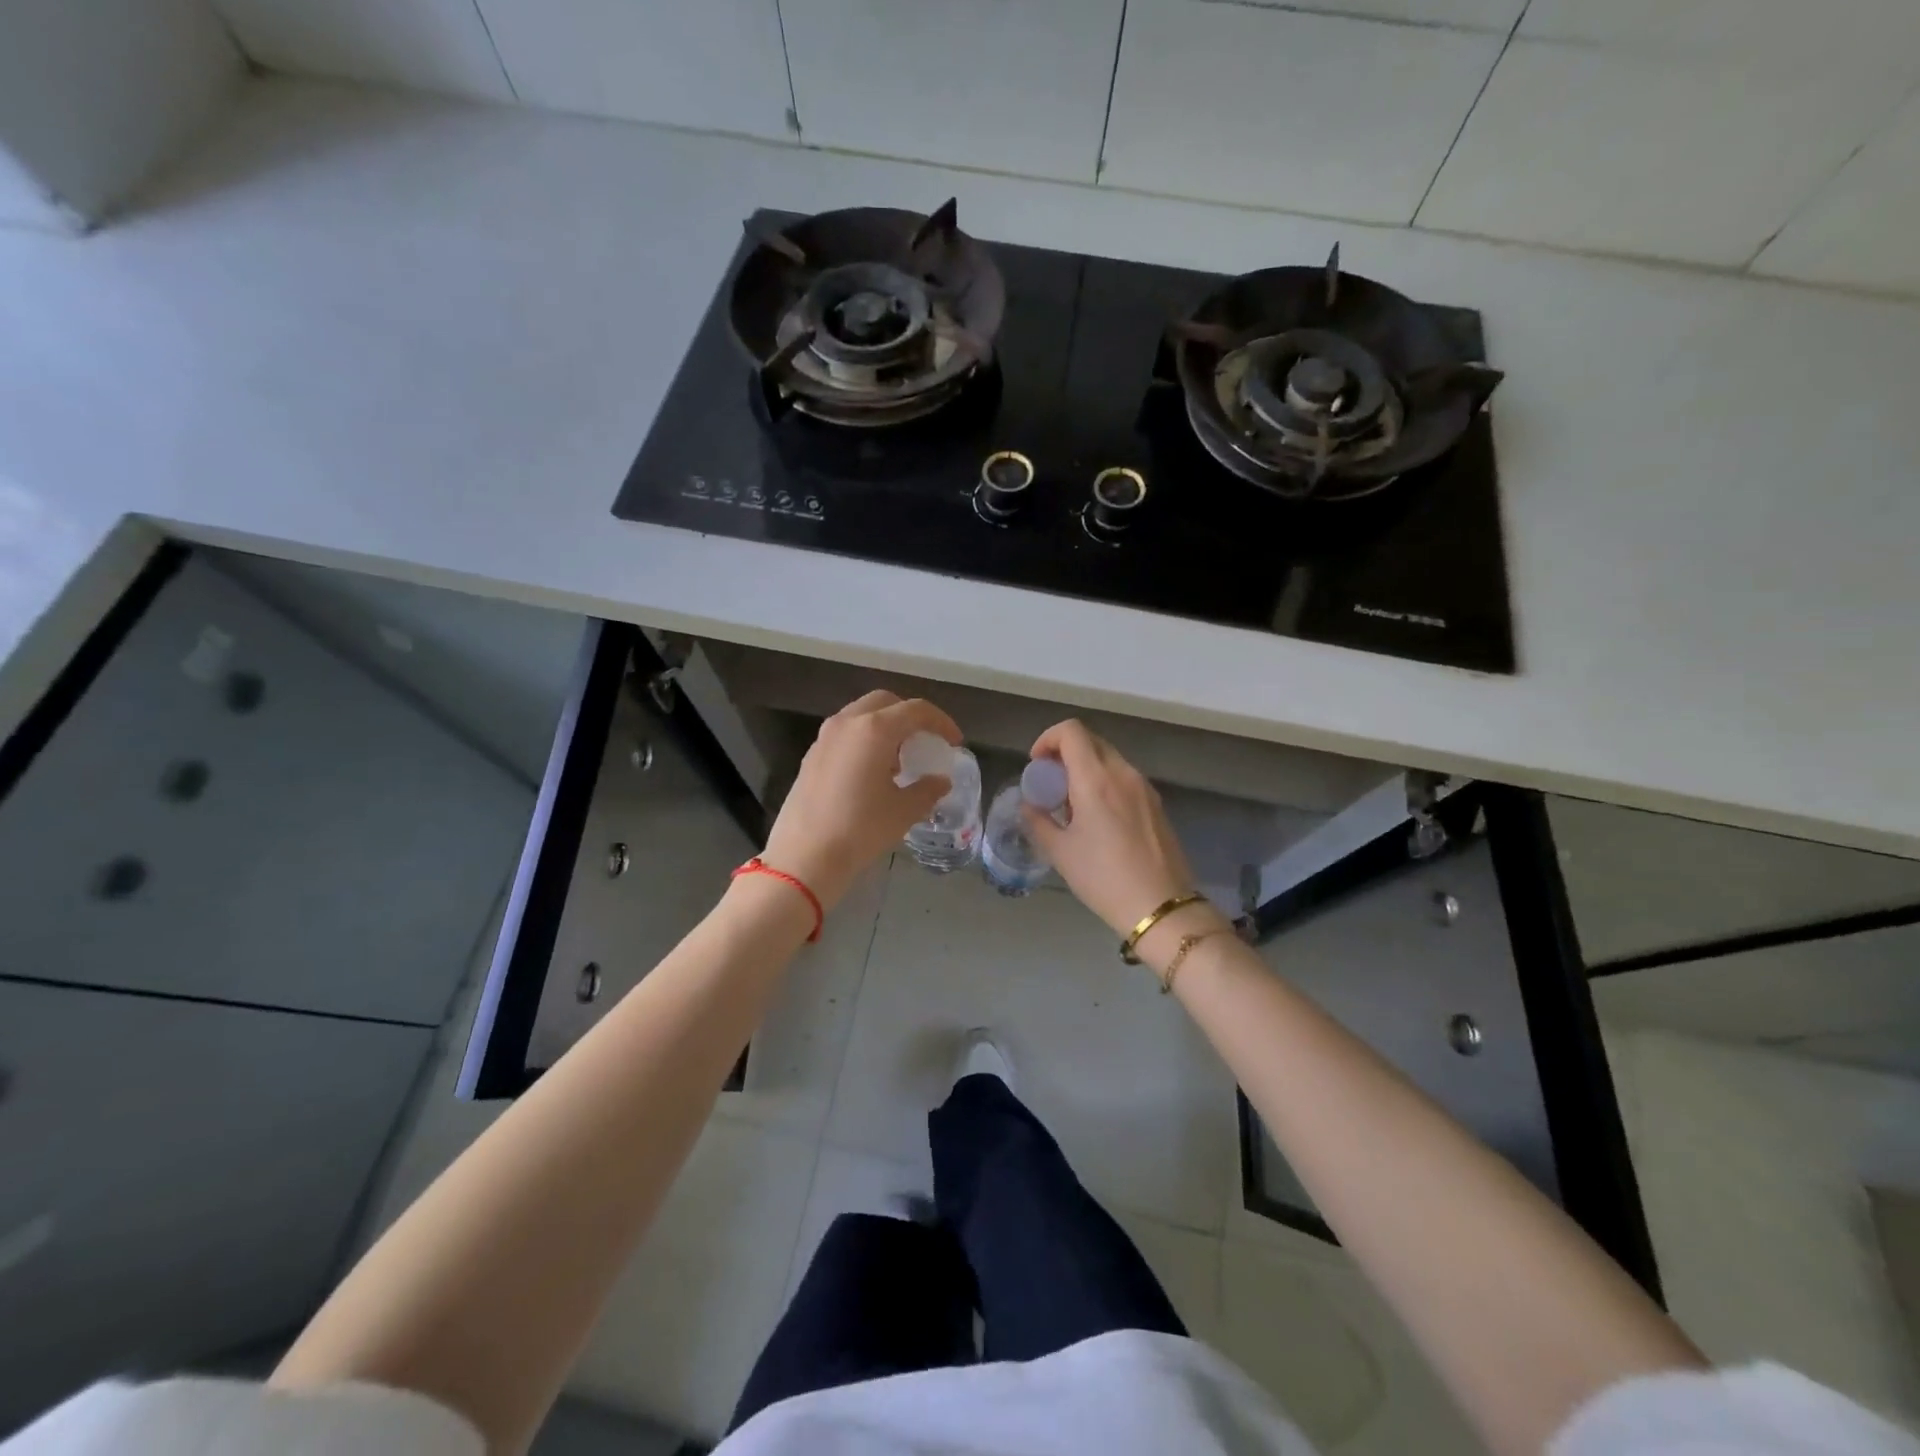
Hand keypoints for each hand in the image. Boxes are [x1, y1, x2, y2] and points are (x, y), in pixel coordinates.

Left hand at [760, 690, 961, 910]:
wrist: (805, 857)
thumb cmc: (860, 829)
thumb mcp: (904, 811)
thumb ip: (928, 789)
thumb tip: (940, 781)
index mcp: (874, 729)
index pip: (916, 710)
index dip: (941, 722)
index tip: (954, 742)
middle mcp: (847, 723)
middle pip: (885, 702)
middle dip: (910, 716)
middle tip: (926, 740)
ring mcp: (824, 737)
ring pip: (861, 715)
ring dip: (886, 727)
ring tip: (900, 758)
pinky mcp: (811, 755)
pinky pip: (845, 733)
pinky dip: (865, 739)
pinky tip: (873, 771)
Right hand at [1020, 721, 1228, 946]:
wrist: (1160, 907)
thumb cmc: (1103, 878)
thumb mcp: (1060, 852)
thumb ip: (1038, 821)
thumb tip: (1029, 805)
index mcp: (1096, 778)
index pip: (1071, 731)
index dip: (1048, 739)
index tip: (1036, 765)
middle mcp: (1123, 773)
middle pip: (1091, 741)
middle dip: (1065, 753)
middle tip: (1050, 784)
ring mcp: (1144, 787)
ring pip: (1109, 759)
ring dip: (1085, 768)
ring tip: (1072, 804)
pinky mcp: (1156, 804)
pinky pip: (1124, 778)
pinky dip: (1105, 783)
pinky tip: (1098, 819)